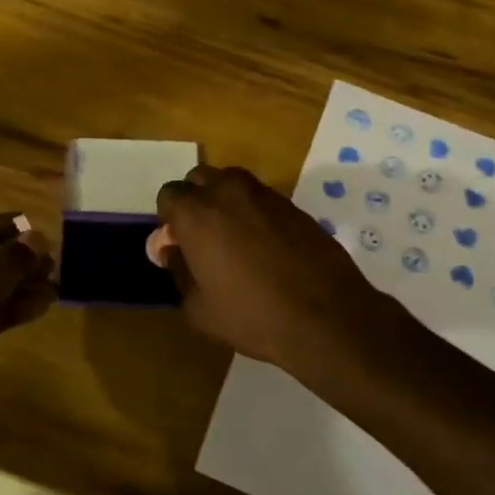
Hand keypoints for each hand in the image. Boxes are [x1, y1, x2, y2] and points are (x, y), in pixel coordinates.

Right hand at [152, 166, 410, 379]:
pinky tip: (263, 244)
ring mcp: (263, 193)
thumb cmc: (252, 315)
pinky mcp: (292, 203)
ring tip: (233, 238)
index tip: (178, 245)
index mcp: (196, 213)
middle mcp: (227, 191)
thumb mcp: (199, 307)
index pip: (168, 196)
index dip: (169, 220)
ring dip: (224, 201)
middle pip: (198, 179)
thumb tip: (170, 250)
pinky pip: (260, 197)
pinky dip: (253, 211)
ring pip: (231, 182)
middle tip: (202, 238)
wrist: (325, 315)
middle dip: (195, 201)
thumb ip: (178, 270)